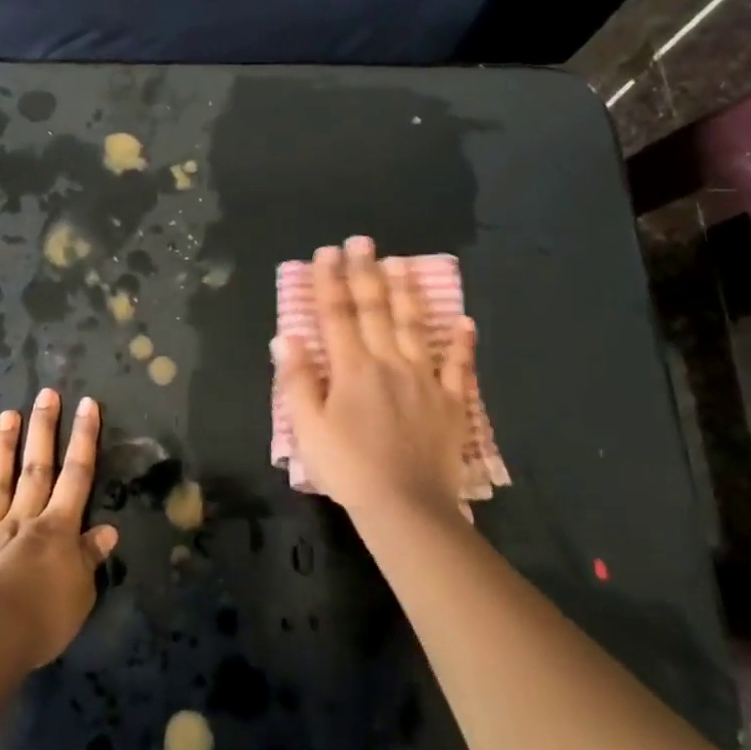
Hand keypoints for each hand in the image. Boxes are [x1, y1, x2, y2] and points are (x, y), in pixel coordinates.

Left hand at [0, 389, 119, 671]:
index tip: (87, 404)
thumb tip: (107, 531)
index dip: (84, 439)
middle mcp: (22, 521)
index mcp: (57, 529)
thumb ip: (89, 558)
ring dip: (2, 449)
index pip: (76, 475)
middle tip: (46, 394)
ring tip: (6, 416)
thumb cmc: (41, 618)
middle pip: (36, 468)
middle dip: (43, 429)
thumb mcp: (80, 593)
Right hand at [274, 238, 475, 519]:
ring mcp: (425, 380)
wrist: (405, 508)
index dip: (329, 281)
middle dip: (366, 273)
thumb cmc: (348, 469)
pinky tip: (464, 321)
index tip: (326, 252)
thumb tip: (286, 337)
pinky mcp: (452, 403)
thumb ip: (296, 381)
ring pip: (415, 327)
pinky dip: (462, 344)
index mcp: (352, 369)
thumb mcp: (308, 430)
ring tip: (402, 263)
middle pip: (376, 310)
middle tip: (362, 241)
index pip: (337, 315)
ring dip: (407, 293)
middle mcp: (389, 363)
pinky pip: (459, 368)